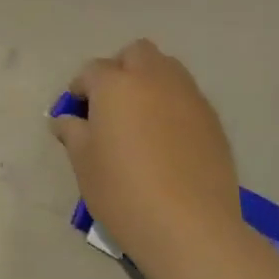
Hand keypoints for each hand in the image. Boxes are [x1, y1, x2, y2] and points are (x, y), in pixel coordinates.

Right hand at [51, 40, 242, 259]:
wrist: (189, 226)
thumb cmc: (122, 190)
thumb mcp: (83, 162)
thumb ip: (72, 132)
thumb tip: (67, 120)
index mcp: (116, 84)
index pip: (92, 70)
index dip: (80, 88)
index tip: (76, 113)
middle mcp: (154, 79)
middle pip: (136, 53)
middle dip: (120, 69)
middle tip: (109, 104)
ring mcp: (189, 97)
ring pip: (167, 69)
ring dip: (148, 82)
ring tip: (138, 119)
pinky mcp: (212, 120)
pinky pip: (186, 97)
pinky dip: (171, 105)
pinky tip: (164, 140)